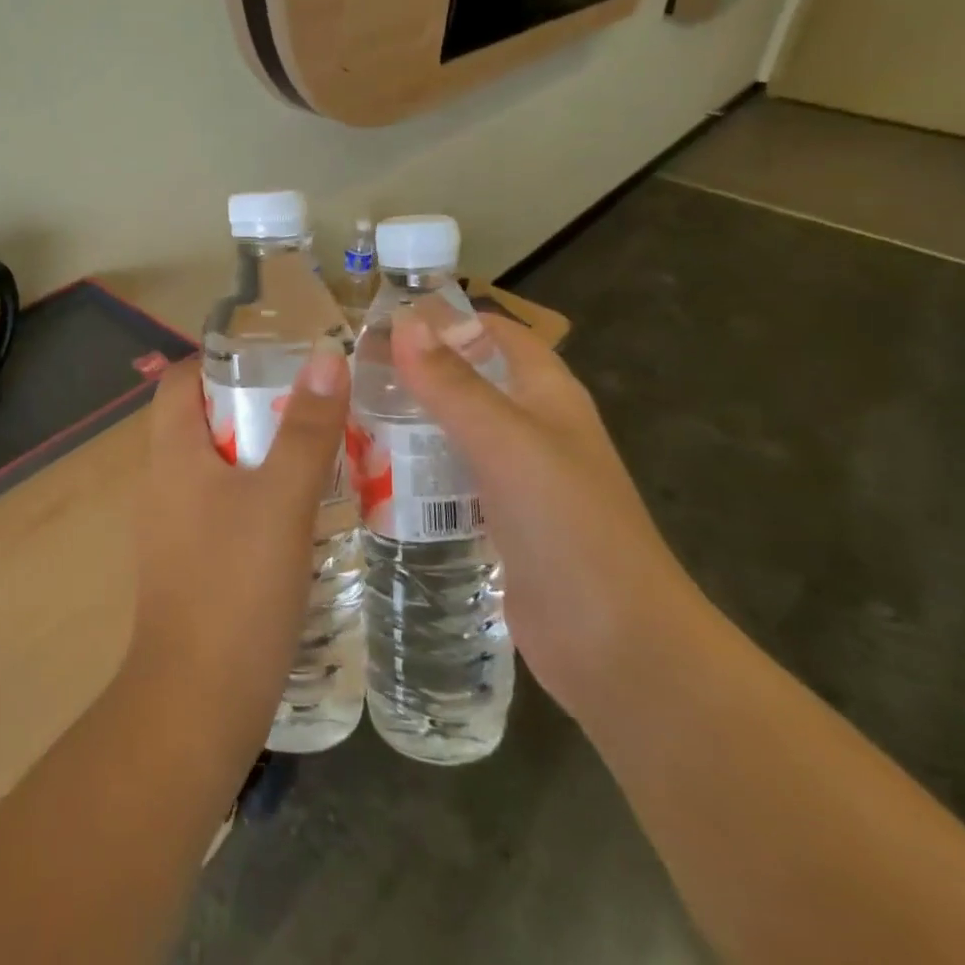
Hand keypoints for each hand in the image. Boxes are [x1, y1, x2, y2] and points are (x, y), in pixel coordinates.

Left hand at [123, 346, 349, 756]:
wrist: (196, 703)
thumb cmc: (235, 587)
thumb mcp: (282, 499)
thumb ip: (306, 428)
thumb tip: (326, 356)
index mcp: (173, 454)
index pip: (181, 379)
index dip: (222, 360)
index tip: (278, 360)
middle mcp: (164, 482)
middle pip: (204, 420)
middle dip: (258, 406)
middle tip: (317, 407)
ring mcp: (175, 527)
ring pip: (219, 468)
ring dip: (265, 455)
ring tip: (324, 452)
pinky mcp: (192, 565)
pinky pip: (225, 510)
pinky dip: (261, 498)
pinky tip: (305, 515)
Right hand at [391, 306, 700, 715]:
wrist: (616, 645)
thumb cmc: (568, 526)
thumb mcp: (505, 442)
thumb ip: (453, 384)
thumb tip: (403, 322)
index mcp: (549, 396)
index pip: (499, 334)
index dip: (449, 319)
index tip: (383, 319)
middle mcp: (535, 430)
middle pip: (472, 382)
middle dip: (419, 372)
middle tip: (351, 372)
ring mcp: (519, 481)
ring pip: (458, 433)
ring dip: (414, 423)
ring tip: (349, 416)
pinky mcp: (501, 525)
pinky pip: (454, 482)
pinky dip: (420, 472)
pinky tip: (375, 476)